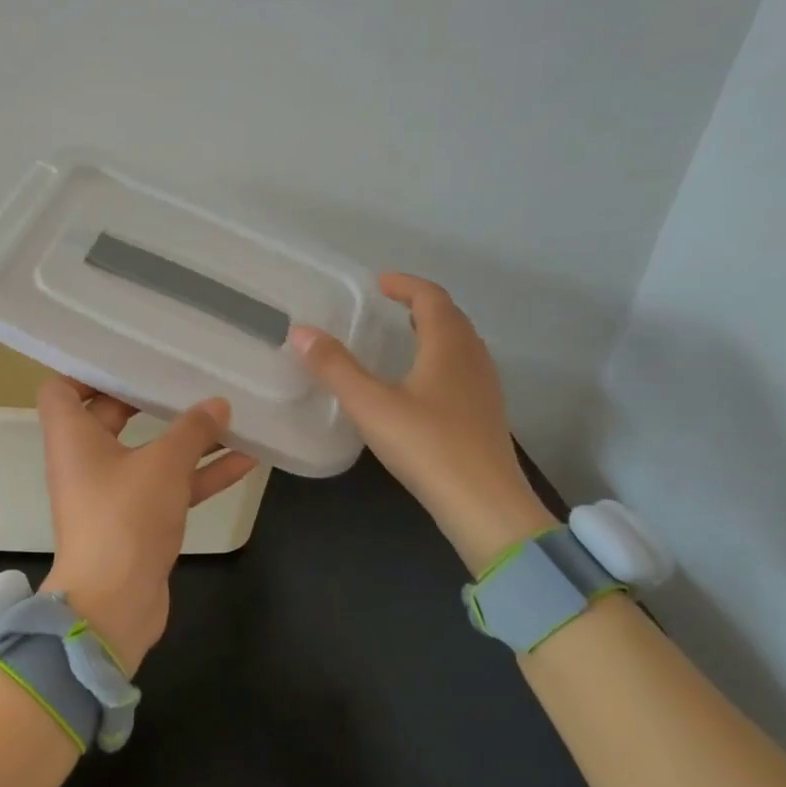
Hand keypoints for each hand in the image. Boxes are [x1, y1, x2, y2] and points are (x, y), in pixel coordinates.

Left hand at [35, 380, 258, 673]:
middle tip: (186, 377)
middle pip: (112, 415)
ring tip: (231, 415)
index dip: (87, 371)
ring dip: (188, 439)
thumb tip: (218, 404)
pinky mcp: (137, 521)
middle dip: (151, 399)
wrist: (115, 605)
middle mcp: (86, 461)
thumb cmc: (125, 517)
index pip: (62, 389)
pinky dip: (200, 474)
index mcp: (73, 438)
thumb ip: (192, 430)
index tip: (127, 359)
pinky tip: (248, 459)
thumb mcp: (163, 465)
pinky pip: (169, 486)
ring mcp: (112, 493)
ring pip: (149, 453)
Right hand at [289, 272, 554, 574]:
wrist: (484, 505)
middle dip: (420, 304)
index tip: (379, 282)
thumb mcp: (371, 405)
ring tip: (403, 337)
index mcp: (449, 346)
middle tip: (389, 305)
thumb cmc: (427, 446)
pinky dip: (440, 358)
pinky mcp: (484, 415)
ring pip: (460, 344)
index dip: (405, 284)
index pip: (431, 298)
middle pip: (451, 317)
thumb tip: (301, 332)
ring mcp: (484, 388)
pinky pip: (462, 368)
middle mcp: (472, 358)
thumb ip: (335, 368)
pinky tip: (420, 384)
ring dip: (433, 331)